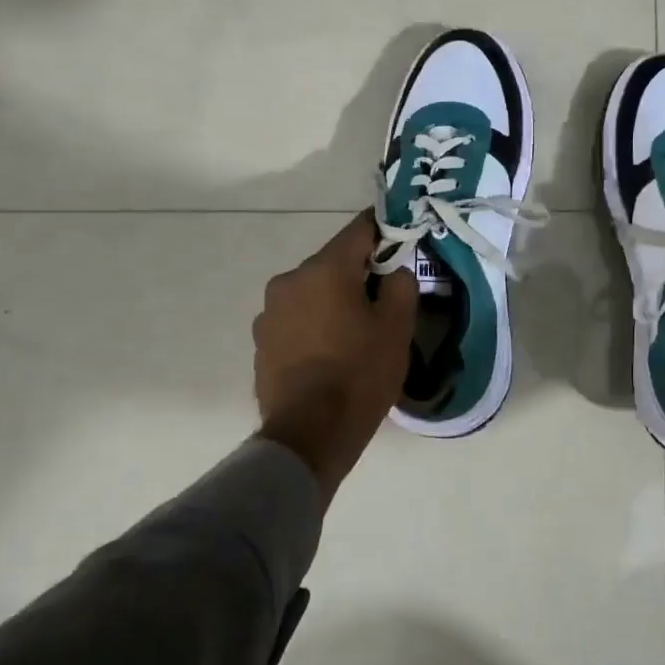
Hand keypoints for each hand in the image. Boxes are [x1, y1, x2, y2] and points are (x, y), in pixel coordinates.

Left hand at [254, 212, 415, 497]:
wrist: (309, 434)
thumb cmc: (360, 374)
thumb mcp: (397, 327)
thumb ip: (401, 285)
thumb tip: (393, 271)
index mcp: (324, 269)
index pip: (359, 230)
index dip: (384, 230)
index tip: (402, 239)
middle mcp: (289, 281)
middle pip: (333, 263)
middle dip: (359, 273)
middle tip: (385, 298)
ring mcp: (269, 313)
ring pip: (312, 293)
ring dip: (333, 301)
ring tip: (356, 332)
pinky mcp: (262, 342)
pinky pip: (296, 320)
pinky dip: (315, 325)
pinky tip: (331, 353)